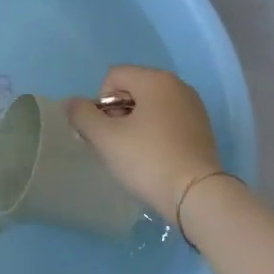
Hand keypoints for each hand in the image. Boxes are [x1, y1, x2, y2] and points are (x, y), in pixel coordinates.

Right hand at [67, 65, 222, 222]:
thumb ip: (82, 115)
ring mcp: (193, 106)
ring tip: (135, 155)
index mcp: (155, 79)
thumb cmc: (149, 160)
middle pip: (133, 89)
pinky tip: (155, 159)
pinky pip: (169, 120)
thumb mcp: (106, 139)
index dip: (101, 103)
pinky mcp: (202, 129)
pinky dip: (156, 133)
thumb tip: (71, 102)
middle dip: (118, 113)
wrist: (199, 197)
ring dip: (136, 124)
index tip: (106, 132)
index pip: (113, 77)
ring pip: (151, 106)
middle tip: (116, 146)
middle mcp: (177, 85)